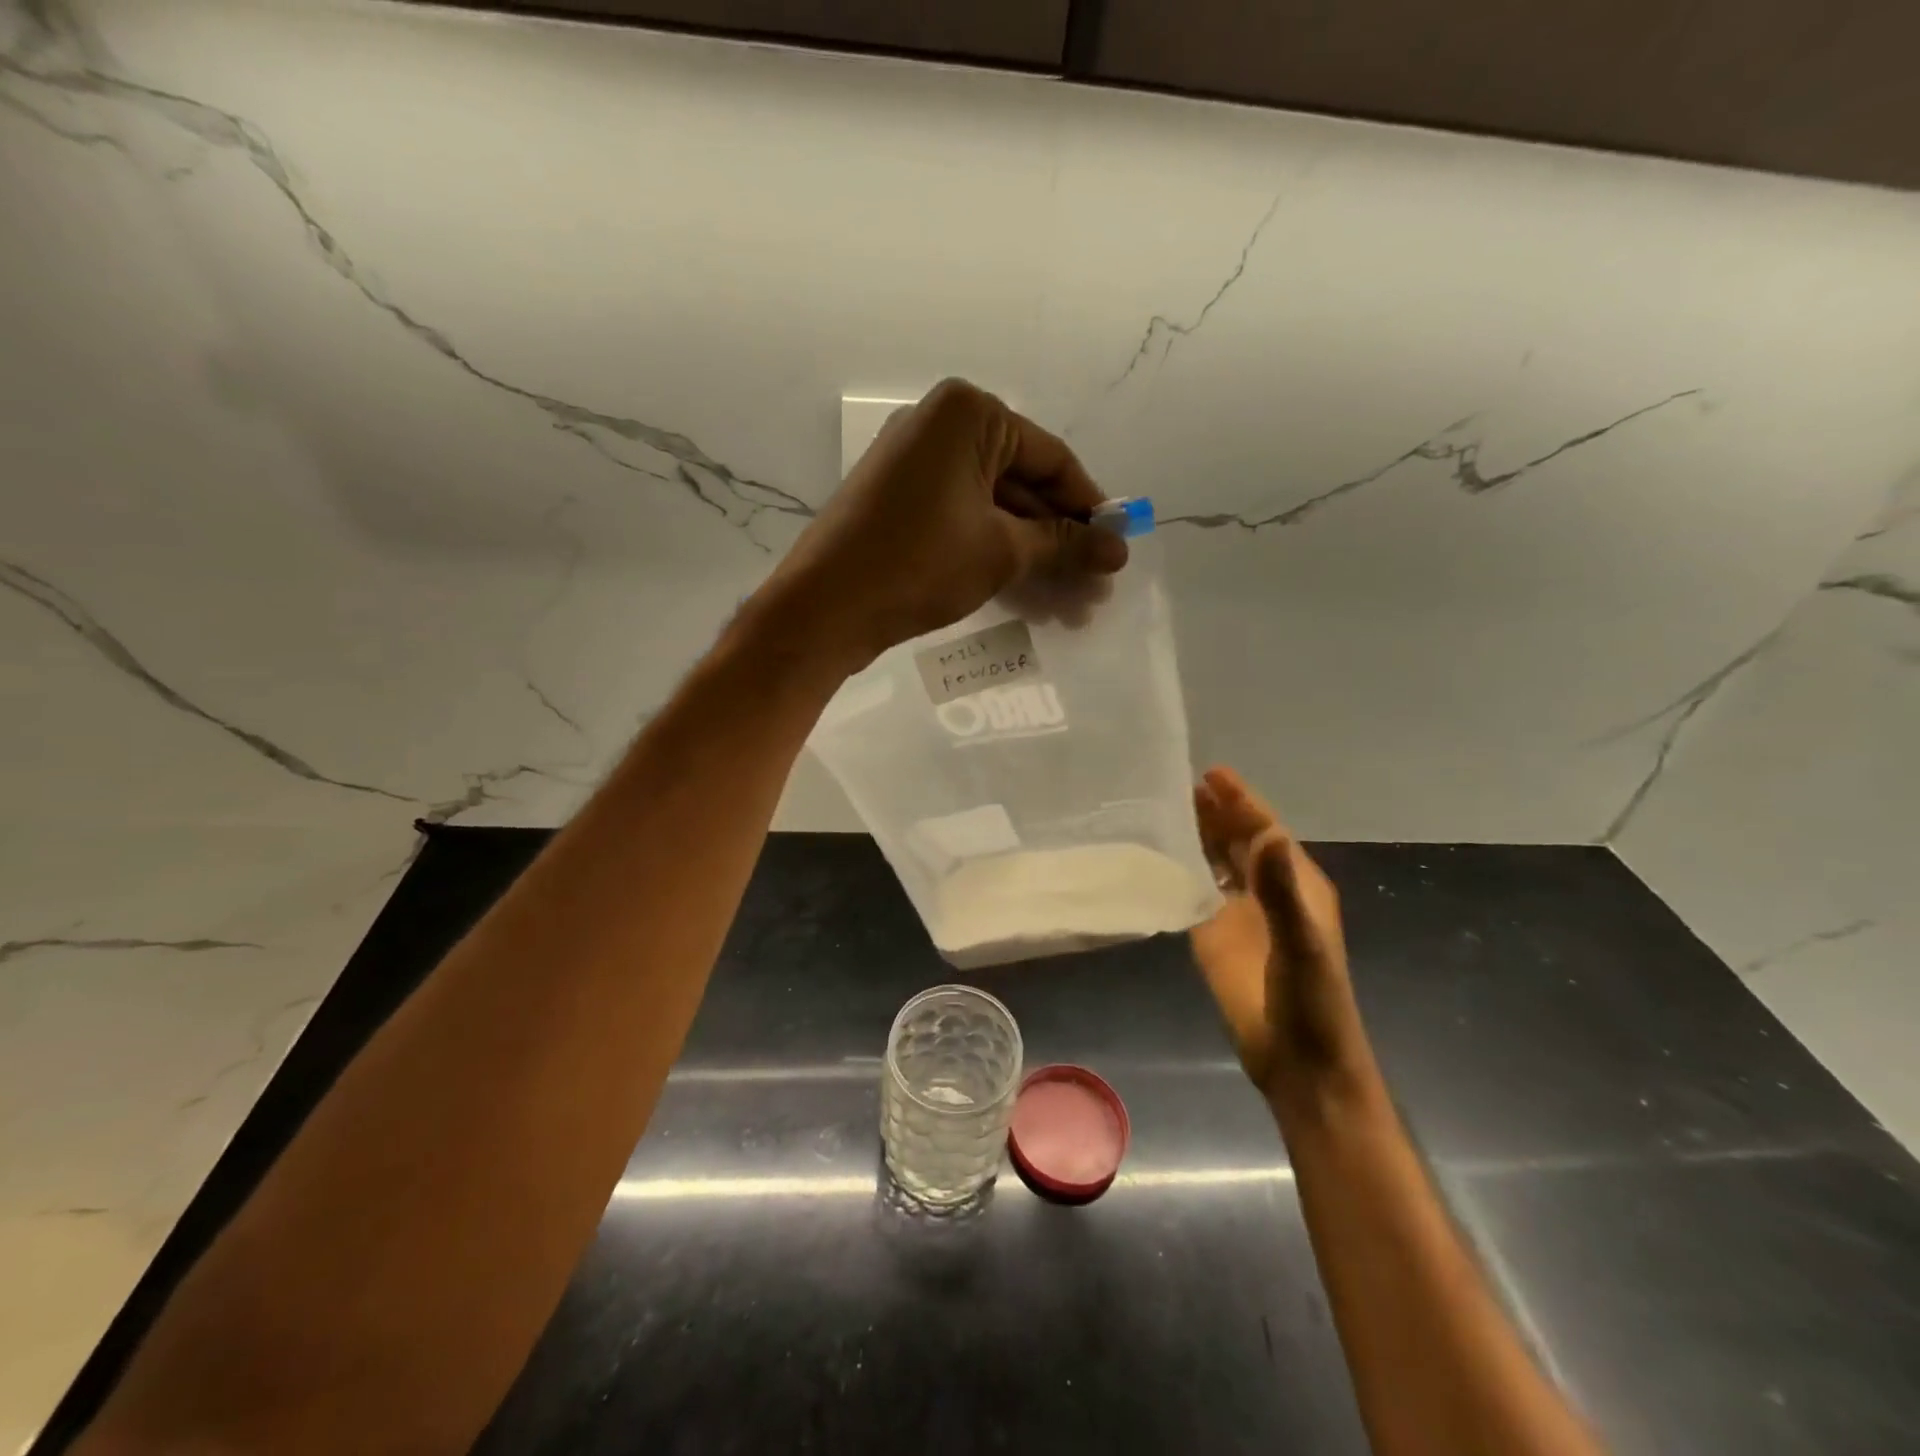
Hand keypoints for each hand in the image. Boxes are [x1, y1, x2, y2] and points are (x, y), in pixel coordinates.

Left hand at [757, 379, 1127, 666]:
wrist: (825, 607)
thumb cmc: (919, 564)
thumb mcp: (1002, 551)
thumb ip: (1064, 544)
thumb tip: (1119, 548)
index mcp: (968, 415)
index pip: (1051, 459)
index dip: (1089, 507)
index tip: (1116, 547)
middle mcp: (941, 427)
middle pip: (1023, 486)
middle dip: (1061, 542)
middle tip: (1094, 588)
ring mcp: (916, 466)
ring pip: (995, 510)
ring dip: (1034, 558)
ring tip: (1070, 608)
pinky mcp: (901, 504)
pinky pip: (964, 521)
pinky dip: (997, 555)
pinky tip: (1030, 598)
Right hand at [1189, 766, 1367, 1103]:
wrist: (1298, 1060)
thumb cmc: (1312, 1001)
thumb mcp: (1303, 944)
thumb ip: (1283, 892)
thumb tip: (1269, 835)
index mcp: (1295, 885)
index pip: (1265, 831)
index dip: (1242, 802)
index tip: (1212, 773)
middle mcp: (1265, 890)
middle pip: (1238, 839)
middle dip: (1216, 810)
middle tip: (1180, 781)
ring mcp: (1237, 912)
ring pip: (1215, 861)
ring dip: (1197, 833)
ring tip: (1166, 805)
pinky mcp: (1211, 934)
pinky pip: (1194, 890)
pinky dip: (1180, 868)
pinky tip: (1158, 853)